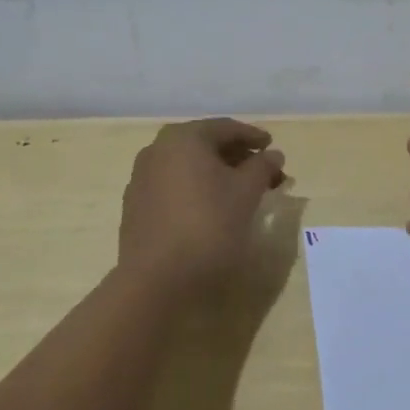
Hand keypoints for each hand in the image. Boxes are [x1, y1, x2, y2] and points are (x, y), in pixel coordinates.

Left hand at [119, 118, 285, 291]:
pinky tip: (213, 207)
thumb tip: (273, 154)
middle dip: (237, 156)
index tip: (272, 146)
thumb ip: (262, 167)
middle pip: (205, 145)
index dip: (253, 136)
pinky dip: (197, 189)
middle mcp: (157, 150)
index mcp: (184, 139)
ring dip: (218, 173)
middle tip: (263, 171)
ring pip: (188, 166)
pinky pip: (174, 186)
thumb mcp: (246, 192)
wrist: (157, 280)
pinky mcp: (136, 207)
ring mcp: (142, 179)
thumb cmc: (208, 225)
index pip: (225, 128)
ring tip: (243, 191)